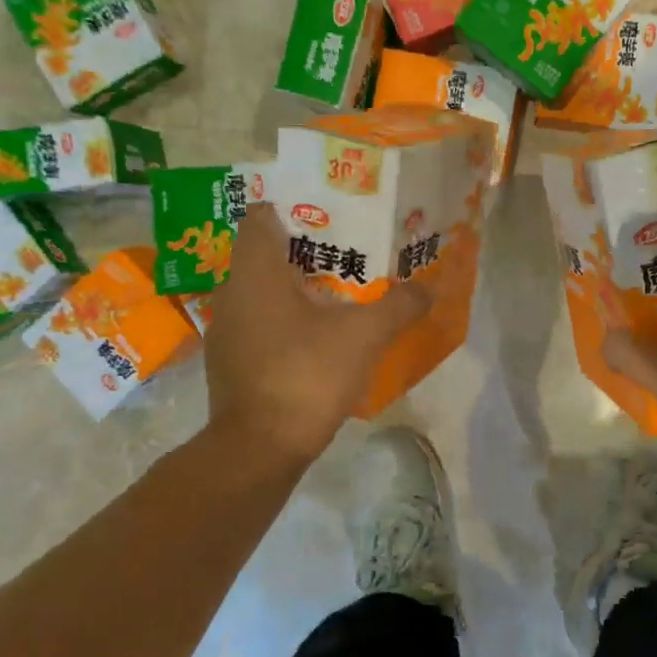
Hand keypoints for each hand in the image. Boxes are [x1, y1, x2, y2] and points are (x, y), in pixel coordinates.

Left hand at [204, 207, 429, 463]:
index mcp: (255, 271)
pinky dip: (286, 316)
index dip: (294, 207)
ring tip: (340, 288)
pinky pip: (260, 320)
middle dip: (307, 247)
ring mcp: (227, 328)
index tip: (331, 212)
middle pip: (266, 252)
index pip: (261, 215)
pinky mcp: (231, 359)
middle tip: (349, 248)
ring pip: (263, 289)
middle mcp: (232, 291)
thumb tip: (428, 288)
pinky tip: (318, 333)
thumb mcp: (363, 336)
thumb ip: (398, 306)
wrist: (259, 449)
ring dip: (297, 285)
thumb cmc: (306, 374)